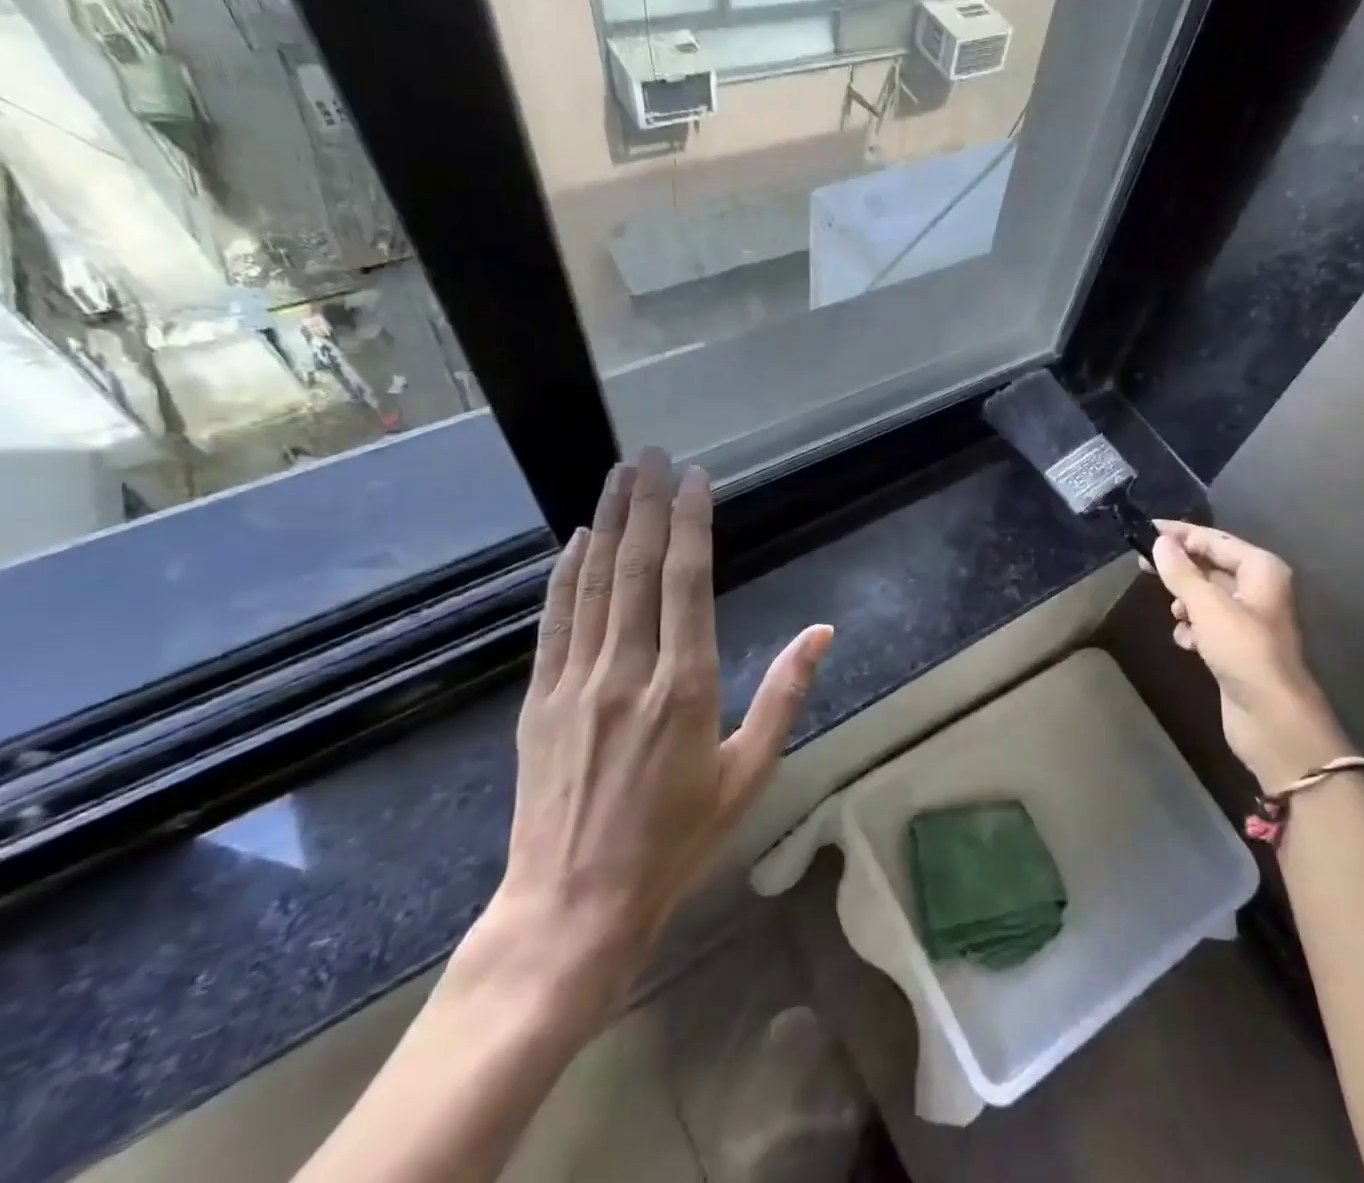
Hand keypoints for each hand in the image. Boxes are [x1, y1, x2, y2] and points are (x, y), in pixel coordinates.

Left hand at [475, 449, 832, 1030]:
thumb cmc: (676, 843)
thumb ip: (786, 695)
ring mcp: (576, 683)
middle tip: (652, 453)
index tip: (695, 479)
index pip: (687, 582)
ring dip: (608, 523)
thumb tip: (823, 632)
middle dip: (647, 504)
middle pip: (636, 568)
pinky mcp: (539, 701)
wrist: (572, 909)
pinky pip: (555, 622)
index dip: (691, 524)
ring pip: (594, 584)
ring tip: (619, 475)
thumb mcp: (749, 774)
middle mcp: (628, 672)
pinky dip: (566, 574)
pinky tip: (576, 539)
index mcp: (685, 687)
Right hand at [1148, 520, 1348, 791]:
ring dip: (1185, 602)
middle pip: (1209, 565)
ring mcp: (1248, 619)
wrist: (1272, 718)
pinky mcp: (1236, 646)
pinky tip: (1187, 643)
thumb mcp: (1208, 607)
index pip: (1213, 539)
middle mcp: (1257, 588)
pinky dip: (1193, 628)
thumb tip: (1160, 542)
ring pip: (1205, 596)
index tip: (1144, 529)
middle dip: (1178, 568)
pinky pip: (1207, 623)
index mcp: (1260, 569)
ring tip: (1175, 614)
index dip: (1179, 534)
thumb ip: (1181, 572)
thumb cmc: (1244, 652)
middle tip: (1141, 565)